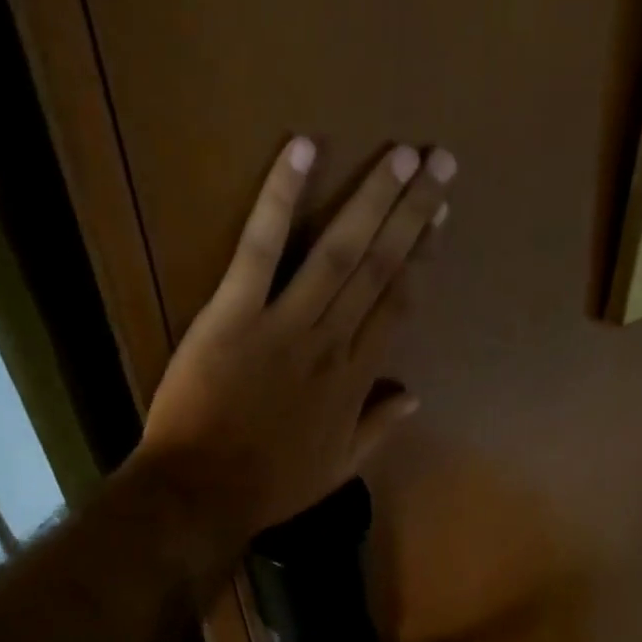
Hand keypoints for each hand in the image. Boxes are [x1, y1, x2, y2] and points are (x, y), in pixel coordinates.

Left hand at [135, 136, 455, 540]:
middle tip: (439, 163)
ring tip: (401, 155)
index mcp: (355, 379)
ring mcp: (283, 324)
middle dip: (411, 213)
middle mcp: (331, 342)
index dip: (420, 258)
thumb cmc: (270, 485)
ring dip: (372, 200)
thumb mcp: (338, 470)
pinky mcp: (232, 313)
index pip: (397, 306)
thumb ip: (378, 428)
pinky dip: (280, 198)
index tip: (439, 218)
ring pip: (337, 252)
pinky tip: (303, 149)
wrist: (202, 492)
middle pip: (378, 268)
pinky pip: (260, 248)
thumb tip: (415, 394)